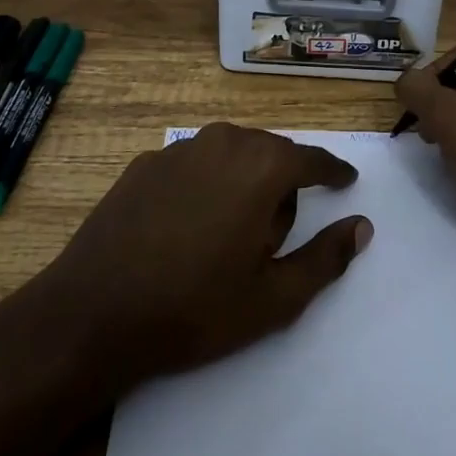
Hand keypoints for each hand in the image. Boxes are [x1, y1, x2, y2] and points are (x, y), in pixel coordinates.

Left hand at [42, 124, 371, 386]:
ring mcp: (180, 149)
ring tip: (232, 230)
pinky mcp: (146, 163)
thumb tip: (362, 227)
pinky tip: (188, 225)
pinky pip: (195, 164)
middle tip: (276, 233)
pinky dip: (206, 183)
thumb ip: (326, 258)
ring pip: (231, 153)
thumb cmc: (194, 309)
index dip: (333, 172)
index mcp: (261, 167)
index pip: (311, 160)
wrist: (92, 314)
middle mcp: (224, 142)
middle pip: (271, 152)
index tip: (345, 181)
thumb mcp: (273, 298)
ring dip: (244, 180)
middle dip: (283, 183)